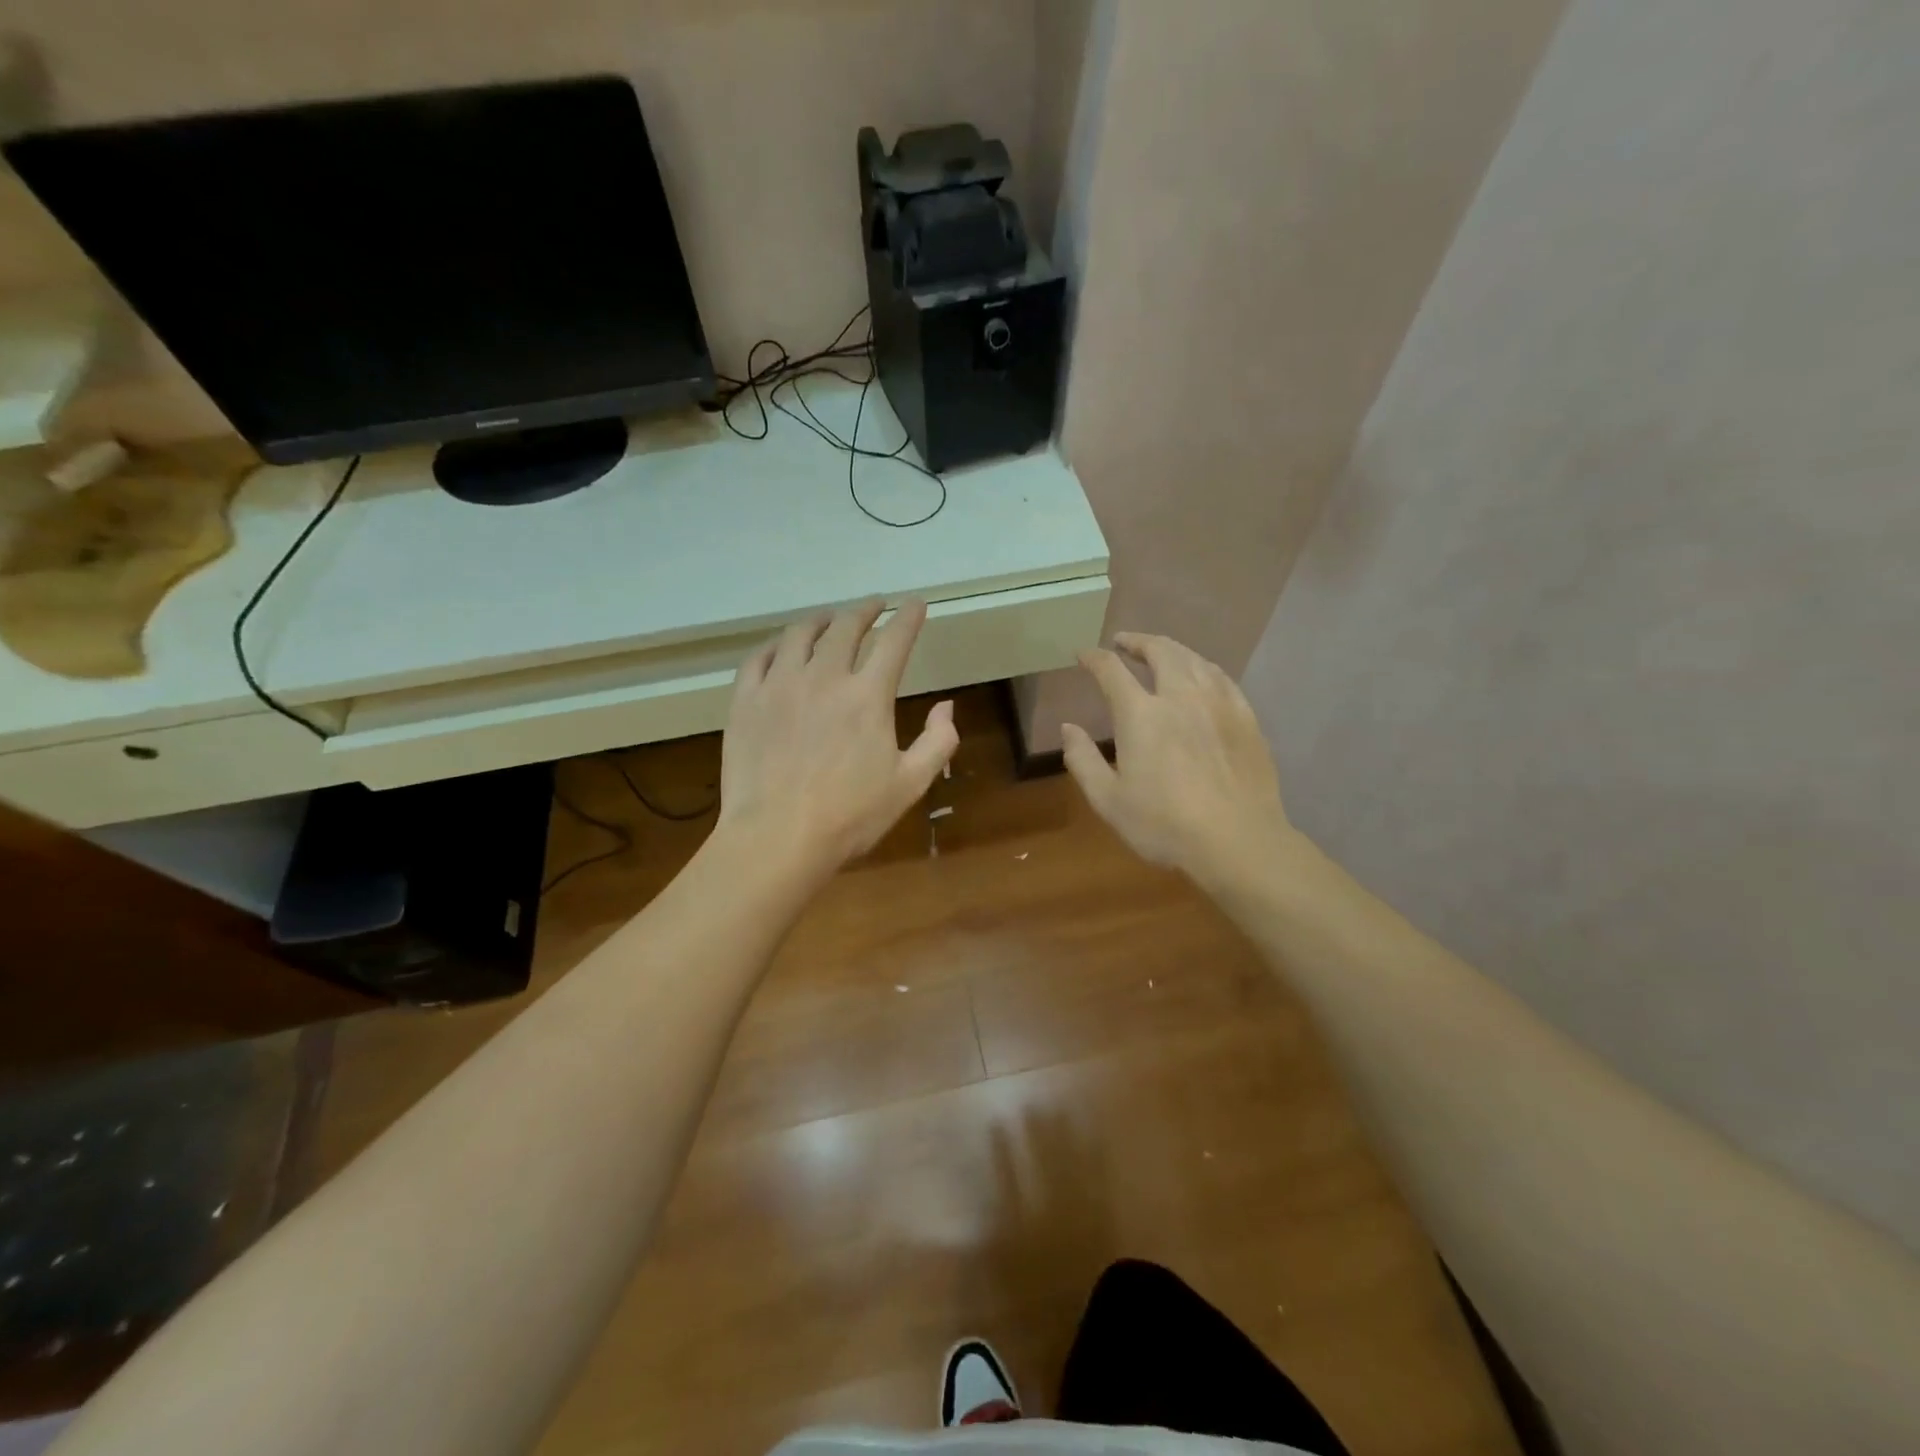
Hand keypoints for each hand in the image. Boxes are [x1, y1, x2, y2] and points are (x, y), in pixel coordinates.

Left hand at [717, 599, 958, 881]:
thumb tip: (946, 706)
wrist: (776, 838)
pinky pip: (759, 657)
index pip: (894, 641)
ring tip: (829, 618)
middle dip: (865, 610)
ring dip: (821, 620)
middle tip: (874, 605)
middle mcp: (824, 677)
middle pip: (846, 627)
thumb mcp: (910, 785)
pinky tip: (782, 647)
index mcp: (868, 696)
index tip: (915, 604)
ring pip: (800, 634)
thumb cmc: (849, 816)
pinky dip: (776, 644)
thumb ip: (937, 742)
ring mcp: (779, 685)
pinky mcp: (745, 700)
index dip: (908, 618)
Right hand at [1063, 632, 1293, 883]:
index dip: (1093, 658)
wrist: (1238, 841)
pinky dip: (1203, 667)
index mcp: (1141, 714)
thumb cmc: (1164, 825)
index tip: (1082, 655)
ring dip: (1171, 649)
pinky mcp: (1246, 718)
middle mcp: (1180, 696)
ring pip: (1193, 659)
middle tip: (1123, 642)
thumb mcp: (1108, 800)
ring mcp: (1218, 703)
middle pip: (1160, 651)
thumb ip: (1083, 760)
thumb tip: (1068, 728)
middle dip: (1137, 641)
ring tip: (1160, 652)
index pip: (1111, 671)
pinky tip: (1201, 675)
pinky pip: (1222, 678)